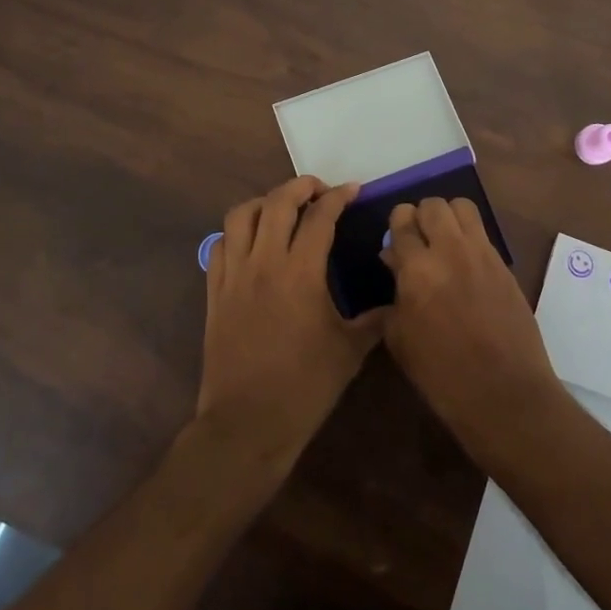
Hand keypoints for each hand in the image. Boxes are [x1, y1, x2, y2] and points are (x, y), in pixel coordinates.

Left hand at [194, 176, 382, 474]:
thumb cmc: (305, 387)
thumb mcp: (350, 352)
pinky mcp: (214, 292)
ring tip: (282, 208)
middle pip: (277, 202)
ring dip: (264, 202)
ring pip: (241, 216)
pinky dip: (236, 232)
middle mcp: (264, 263)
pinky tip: (251, 241)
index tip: (353, 190)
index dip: (338, 197)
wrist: (248, 422)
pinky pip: (219, 245)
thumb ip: (374, 320)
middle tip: (319, 190)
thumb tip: (396, 303)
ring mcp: (234, 276)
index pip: (320, 217)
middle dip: (300, 186)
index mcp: (301, 273)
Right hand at [381, 198, 563, 455]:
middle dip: (421, 215)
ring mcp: (482, 254)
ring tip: (444, 242)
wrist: (504, 393)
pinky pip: (483, 234)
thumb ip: (393, 294)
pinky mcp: (505, 265)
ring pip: (463, 207)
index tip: (395, 241)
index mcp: (417, 269)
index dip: (396, 225)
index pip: (402, 220)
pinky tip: (465, 265)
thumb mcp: (400, 338)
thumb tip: (394, 263)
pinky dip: (470, 238)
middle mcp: (450, 250)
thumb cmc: (441, 374)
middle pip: (434, 205)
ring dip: (449, 218)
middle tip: (419, 239)